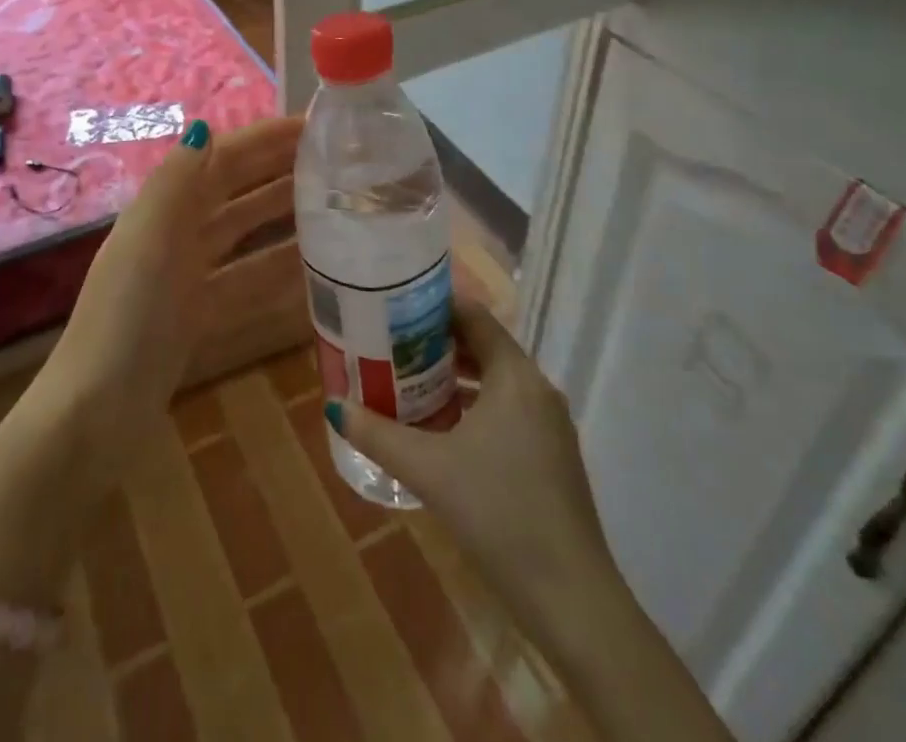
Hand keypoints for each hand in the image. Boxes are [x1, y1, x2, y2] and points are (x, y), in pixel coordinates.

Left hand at [34, 114, 302, 481]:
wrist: (97, 413)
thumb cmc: (126, 318)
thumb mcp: (149, 240)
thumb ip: (176, 183)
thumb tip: (206, 126)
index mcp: (162, 209)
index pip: (221, 159)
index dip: (263, 139)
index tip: (314, 128)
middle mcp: (174, 234)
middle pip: (235, 191)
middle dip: (278, 171)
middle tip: (336, 162)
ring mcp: (187, 277)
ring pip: (244, 235)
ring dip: (283, 218)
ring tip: (335, 207)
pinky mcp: (198, 316)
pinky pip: (247, 282)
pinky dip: (276, 271)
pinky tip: (315, 270)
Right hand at [327, 298, 617, 635]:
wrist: (571, 599)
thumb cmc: (498, 513)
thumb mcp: (428, 469)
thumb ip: (378, 434)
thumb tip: (334, 406)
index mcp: (515, 376)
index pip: (474, 316)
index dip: (434, 305)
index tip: (396, 305)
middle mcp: (537, 389)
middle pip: (483, 345)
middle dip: (437, 341)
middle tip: (391, 341)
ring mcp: (550, 424)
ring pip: (496, 380)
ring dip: (455, 376)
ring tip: (408, 379)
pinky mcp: (553, 456)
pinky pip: (508, 409)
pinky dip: (475, 405)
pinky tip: (443, 428)